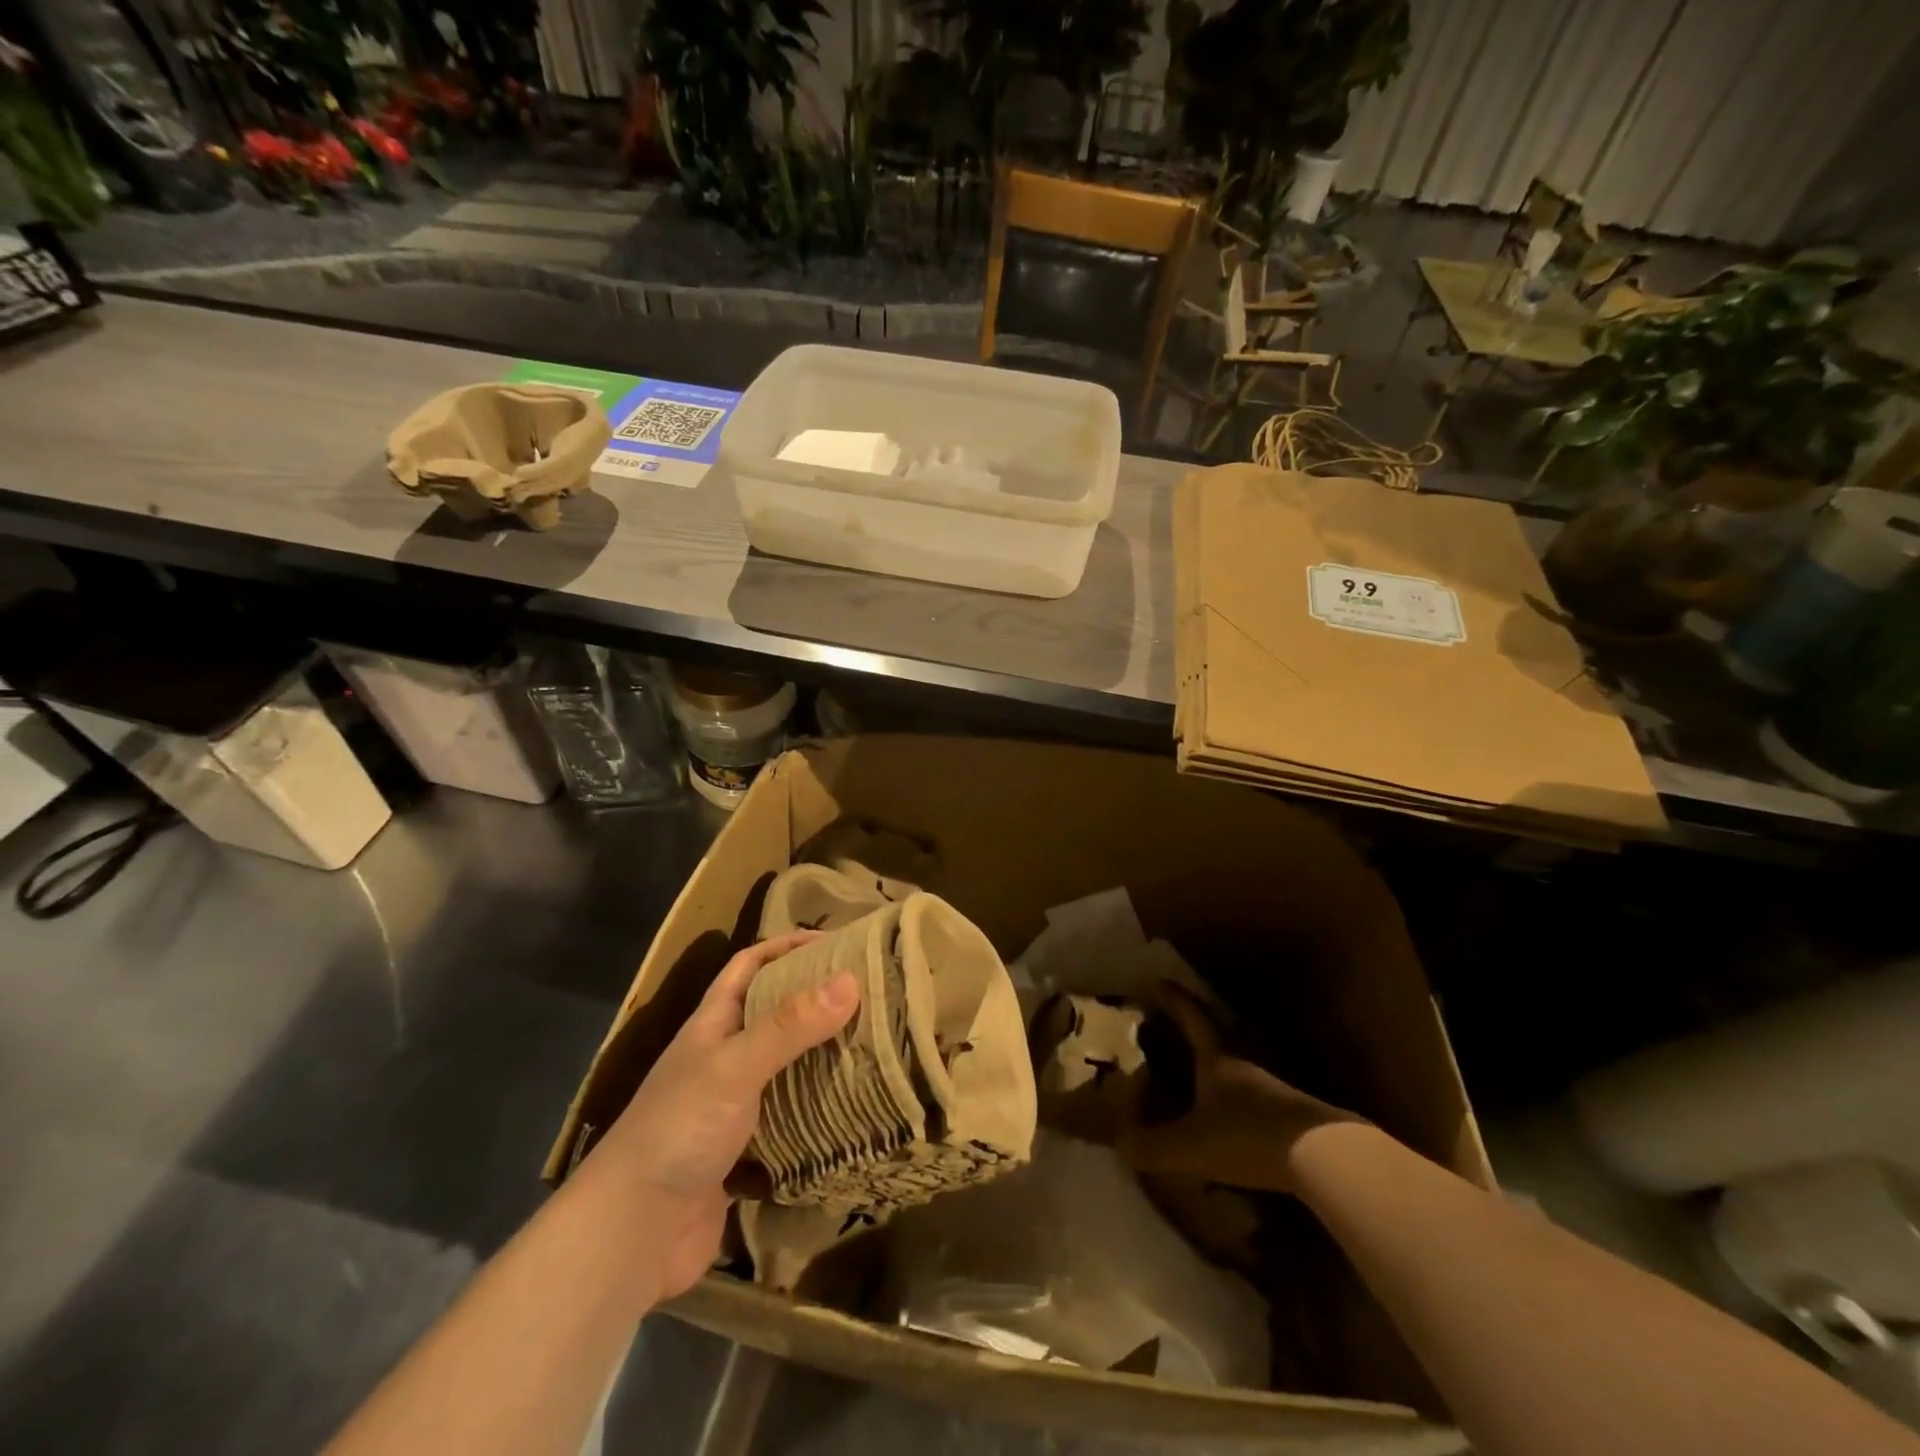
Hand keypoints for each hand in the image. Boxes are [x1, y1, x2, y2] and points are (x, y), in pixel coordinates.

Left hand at [591, 932, 859, 1300]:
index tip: (838, 942)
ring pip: (787, 1065)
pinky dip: (820, 1109)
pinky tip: (856, 1109)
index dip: (787, 946)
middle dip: (817, 999)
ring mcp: (734, 1105)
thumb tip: (851, 979)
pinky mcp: (747, 1151)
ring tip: (875, 1044)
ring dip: (823, 1055)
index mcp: (713, 1023)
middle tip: (872, 994)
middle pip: (775, 1013)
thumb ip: (790, 1025)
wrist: (633, 1235)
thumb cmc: (679, 1129)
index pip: (750, 965)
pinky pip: (792, 1117)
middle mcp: (724, 1057)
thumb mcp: (735, 1066)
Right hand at [1119, 983, 1357, 1194]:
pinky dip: (1235, 1110)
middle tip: (1172, 1033)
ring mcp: (1272, 1093)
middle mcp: (1244, 1068)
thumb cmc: (1248, 1136)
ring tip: (1195, 1086)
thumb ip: (1152, 1147)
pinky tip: (1228, 1131)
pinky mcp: (1291, 1121)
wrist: (1324, 1159)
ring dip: (1216, 1076)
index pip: (1193, 1020)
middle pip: (1217, 1043)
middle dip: (1194, 1037)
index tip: (1161, 981)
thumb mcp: (1191, 1145)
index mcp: (1217, 1061)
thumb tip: (1118, 1145)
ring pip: (1236, 1076)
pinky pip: (1252, 1106)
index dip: (1176, 1001)